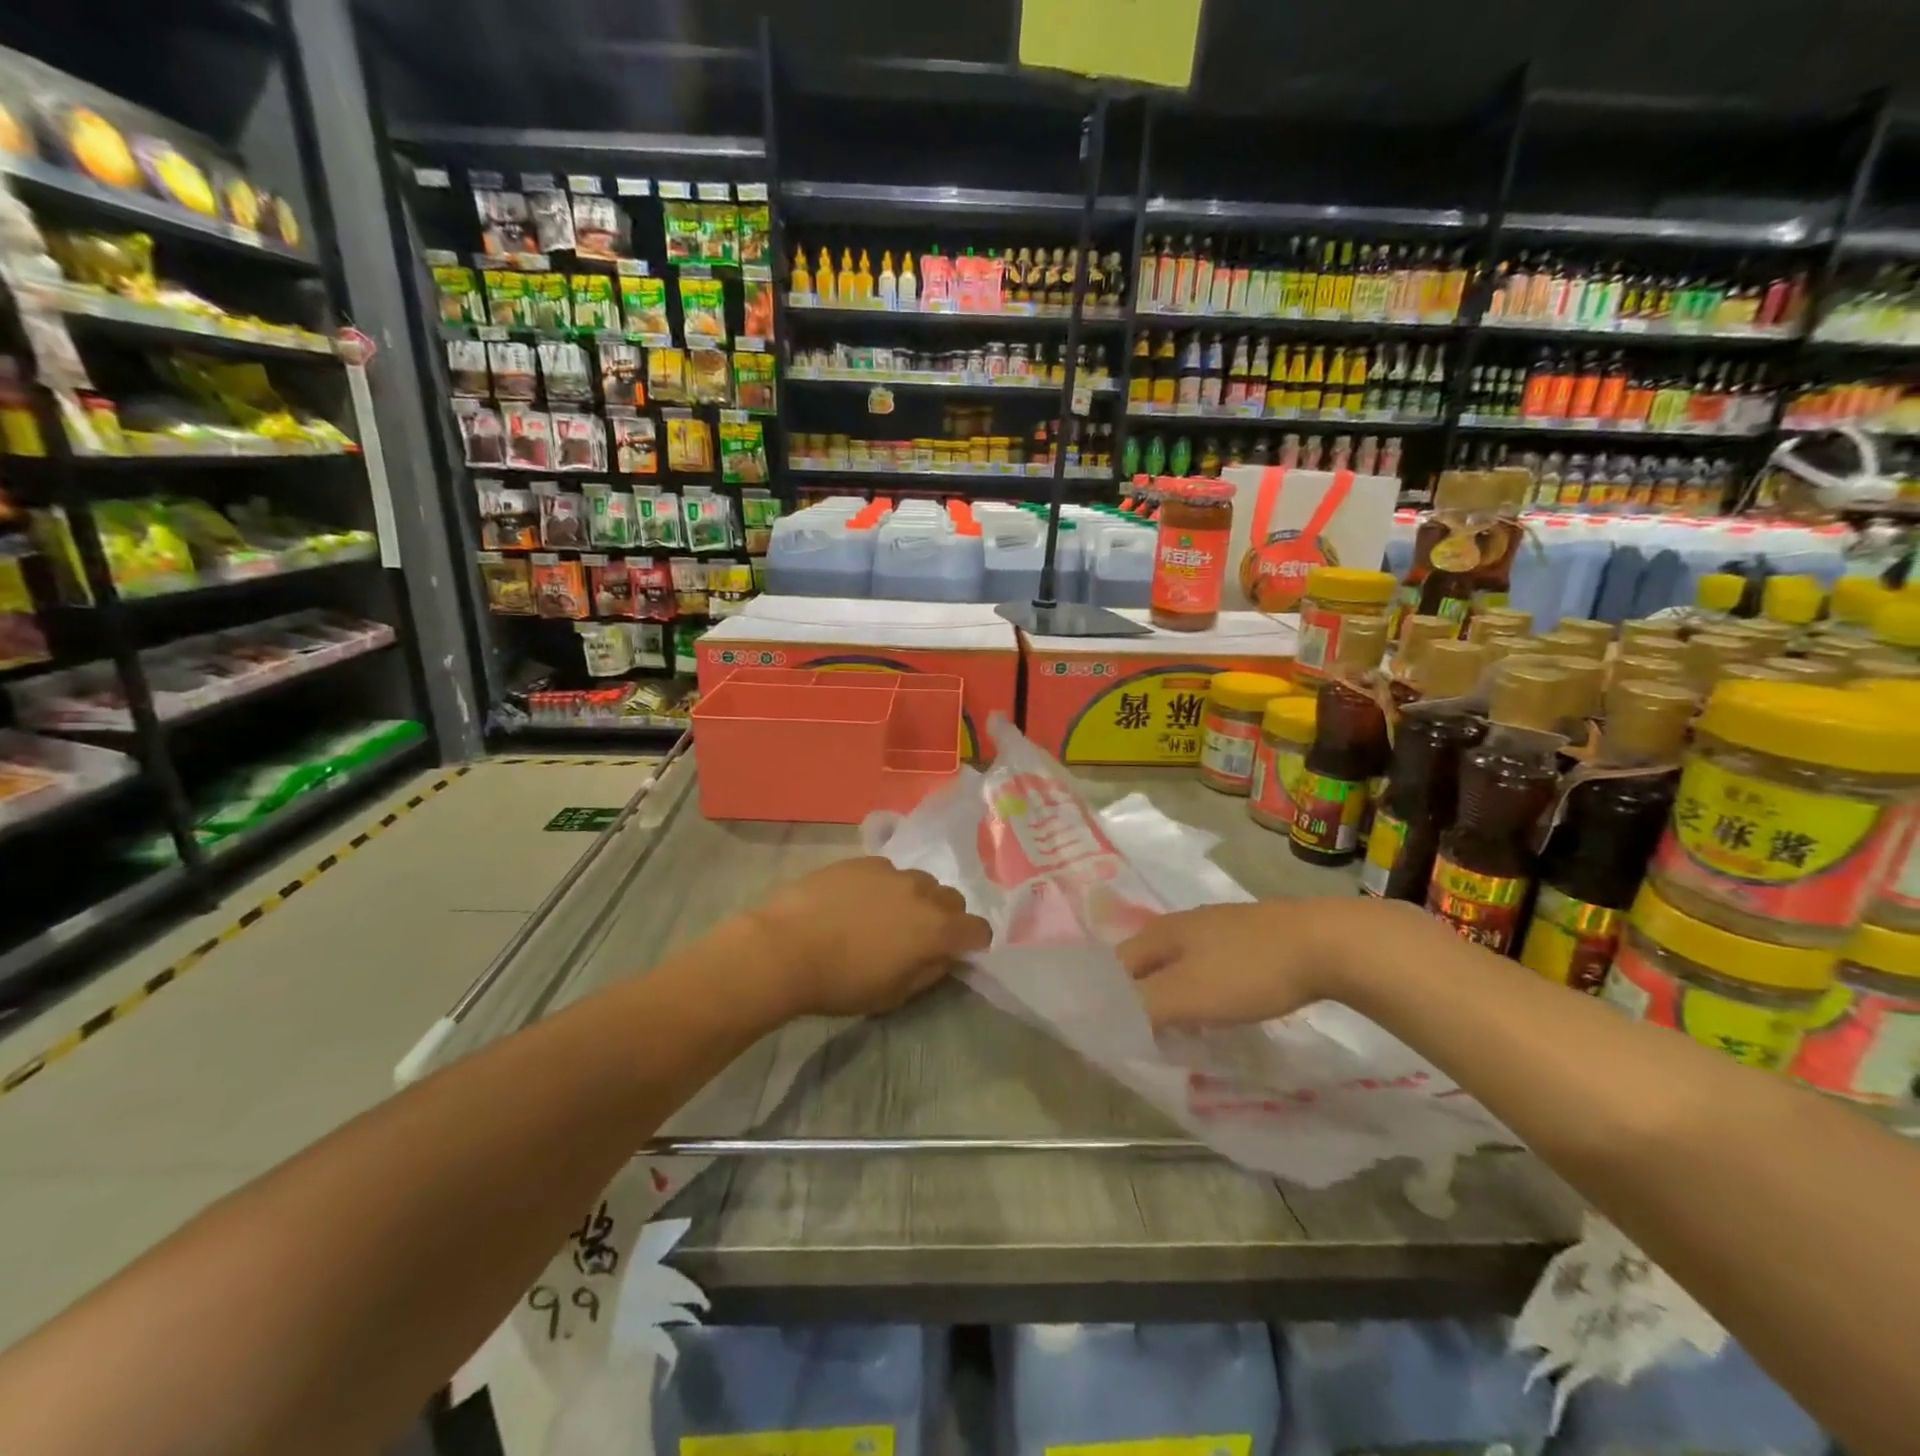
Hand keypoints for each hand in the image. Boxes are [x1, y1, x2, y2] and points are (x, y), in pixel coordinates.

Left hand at [744, 857, 989, 1019]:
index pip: (978, 929)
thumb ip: (928, 972)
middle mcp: (922, 892)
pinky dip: (883, 886)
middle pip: (952, 899)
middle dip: (946, 917)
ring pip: (919, 881)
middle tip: (919, 936)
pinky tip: (856, 902)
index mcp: (937, 929)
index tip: (958, 953)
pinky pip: (887, 871)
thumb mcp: (893, 994)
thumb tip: (943, 957)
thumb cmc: (841, 982)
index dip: (973, 943)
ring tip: (885, 917)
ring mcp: (891, 871)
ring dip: (915, 898)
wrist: (785, 948)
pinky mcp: (862, 861)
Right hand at [1118, 899, 1395, 1027]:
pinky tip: (1223, 1009)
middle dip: (1142, 999)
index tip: (1118, 1034)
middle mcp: (1182, 923)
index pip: (1117, 965)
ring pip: (1180, 964)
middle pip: (1147, 963)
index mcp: (1161, 932)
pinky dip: (1204, 990)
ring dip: (1174, 996)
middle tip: (1150, 1039)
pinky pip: (1210, 965)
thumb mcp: (1186, 996)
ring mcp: (1218, 926)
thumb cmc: (1247, 971)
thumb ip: (1142, 1008)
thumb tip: (1107, 1018)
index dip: (1111, 998)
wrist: (1325, 944)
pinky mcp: (1250, 936)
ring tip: (1184, 1031)